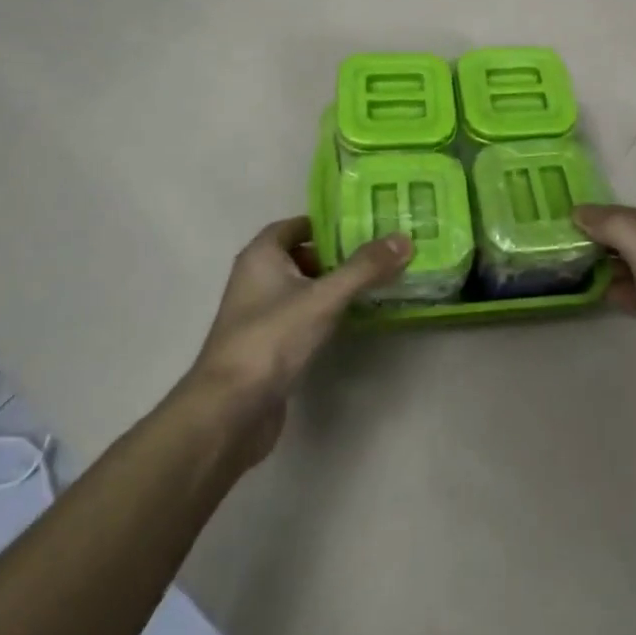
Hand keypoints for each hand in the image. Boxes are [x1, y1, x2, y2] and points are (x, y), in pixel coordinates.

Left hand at [186, 216, 410, 464]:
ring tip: (379, 281)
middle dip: (340, 254)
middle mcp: (257, 278)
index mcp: (261, 255)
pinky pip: (304, 316)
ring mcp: (262, 314)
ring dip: (336, 285)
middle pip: (304, 255)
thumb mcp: (323, 298)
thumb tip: (405, 239)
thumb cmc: (271, 339)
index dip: (330, 224)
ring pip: (305, 288)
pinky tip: (356, 317)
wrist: (230, 411)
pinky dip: (327, 312)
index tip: (368, 226)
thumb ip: (364, 268)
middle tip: (383, 253)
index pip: (298, 225)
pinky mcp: (271, 345)